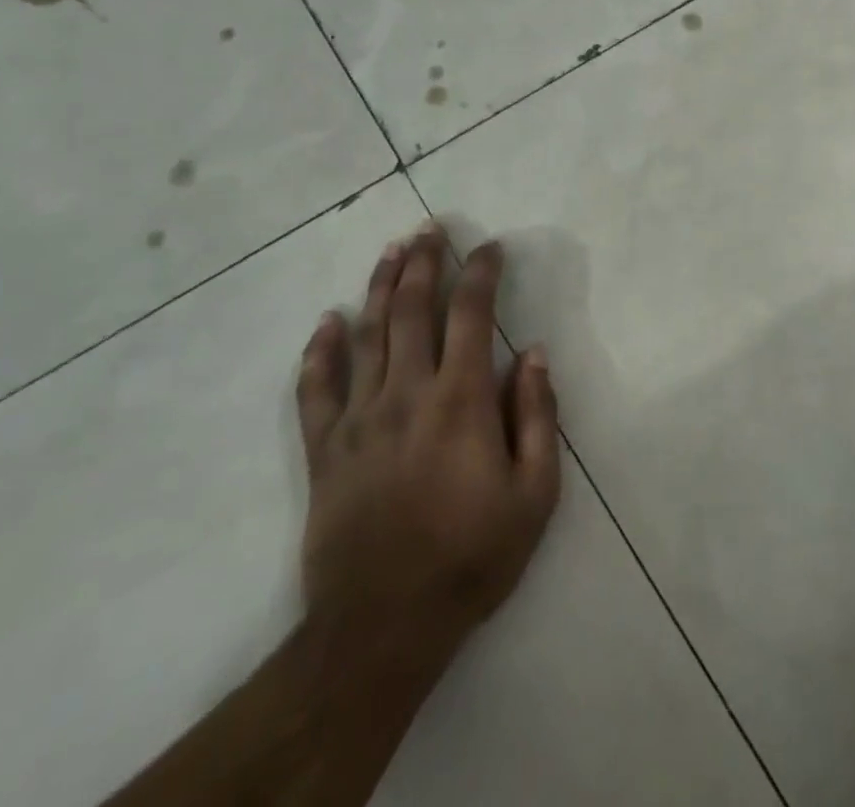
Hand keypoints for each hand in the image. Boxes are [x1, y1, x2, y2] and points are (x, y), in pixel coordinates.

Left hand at [295, 223, 560, 674]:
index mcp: (461, 400)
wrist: (382, 627)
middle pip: (412, 309)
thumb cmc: (471, 557)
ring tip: (391, 250)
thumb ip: (538, 416)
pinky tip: (326, 322)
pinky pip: (315, 389)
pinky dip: (319, 351)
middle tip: (430, 227)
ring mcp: (359, 419)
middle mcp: (407, 393)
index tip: (490, 247)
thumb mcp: (534, 493)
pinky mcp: (324, 450)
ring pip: (367, 335)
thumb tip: (535, 353)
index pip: (472, 314)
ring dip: (380, 286)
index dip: (481, 273)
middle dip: (424, 261)